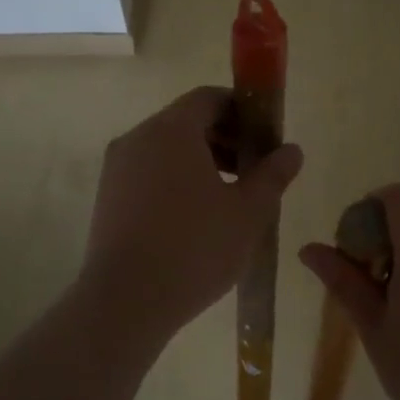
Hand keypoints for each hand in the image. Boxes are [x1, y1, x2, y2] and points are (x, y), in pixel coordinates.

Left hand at [81, 87, 303, 339]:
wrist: (126, 301)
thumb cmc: (195, 248)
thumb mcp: (249, 212)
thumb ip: (273, 174)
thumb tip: (292, 150)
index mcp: (172, 130)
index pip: (209, 98)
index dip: (242, 112)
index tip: (265, 139)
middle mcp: (138, 138)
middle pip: (186, 122)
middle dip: (224, 140)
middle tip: (253, 172)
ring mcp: (117, 169)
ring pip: (166, 150)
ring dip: (201, 162)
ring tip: (228, 200)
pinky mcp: (107, 198)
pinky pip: (148, 173)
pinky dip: (175, 181)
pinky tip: (195, 219)